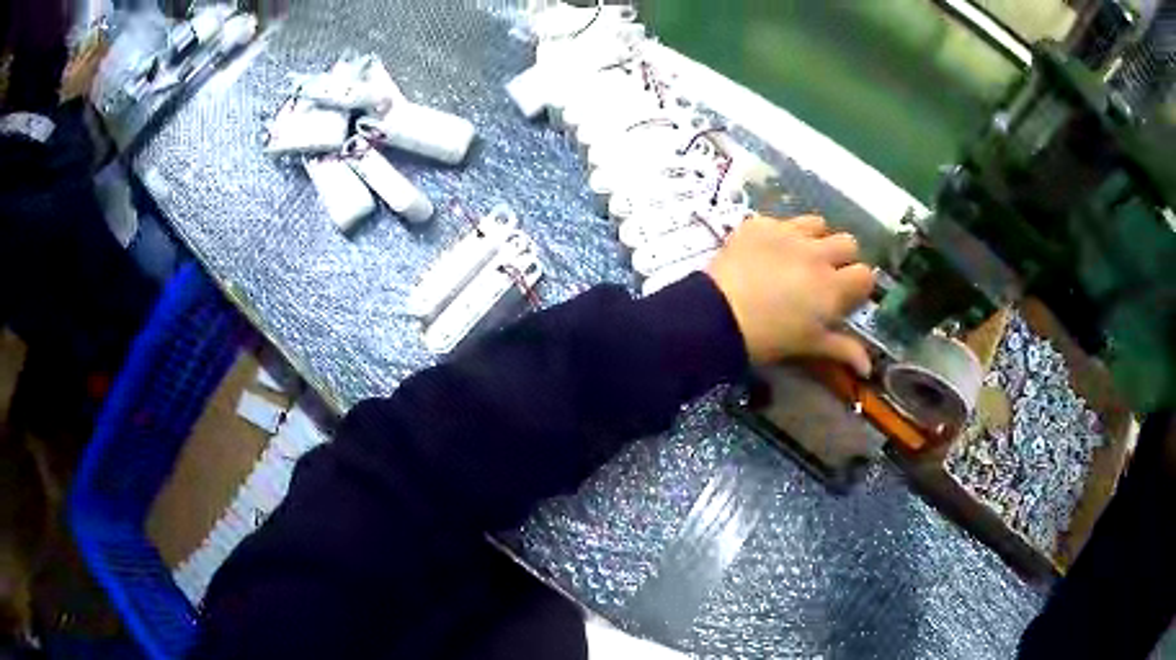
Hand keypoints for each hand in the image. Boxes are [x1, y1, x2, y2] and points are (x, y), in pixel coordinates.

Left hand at [705, 214, 874, 374]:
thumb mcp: (808, 345)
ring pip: (817, 223)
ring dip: (815, 237)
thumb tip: (868, 367)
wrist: (718, 314)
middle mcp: (817, 253)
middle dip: (842, 257)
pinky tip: (766, 251)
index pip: (865, 274)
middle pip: (847, 242)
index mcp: (833, 286)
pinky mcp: (760, 224)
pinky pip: (780, 220)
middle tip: (824, 274)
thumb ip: (841, 349)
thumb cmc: (768, 337)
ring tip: (799, 255)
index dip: (858, 284)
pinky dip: (779, 233)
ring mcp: (788, 233)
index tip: (846, 294)